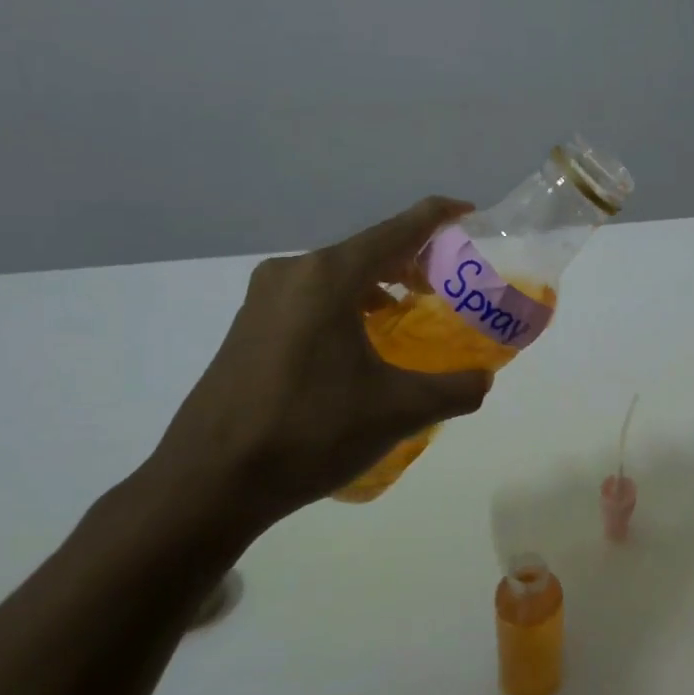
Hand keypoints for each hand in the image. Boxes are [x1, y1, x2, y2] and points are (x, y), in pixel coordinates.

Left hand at [143, 197, 491, 547]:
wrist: (209, 481)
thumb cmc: (309, 432)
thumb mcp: (397, 412)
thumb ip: (454, 389)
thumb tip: (484, 380)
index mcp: (329, 277)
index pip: (398, 230)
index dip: (438, 217)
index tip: (470, 213)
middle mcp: (293, 273)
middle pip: (367, 249)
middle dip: (412, 259)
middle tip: (447, 283)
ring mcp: (264, 299)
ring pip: (338, 274)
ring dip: (378, 284)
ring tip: (408, 311)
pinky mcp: (249, 326)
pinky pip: (312, 297)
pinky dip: (347, 304)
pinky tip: (361, 342)